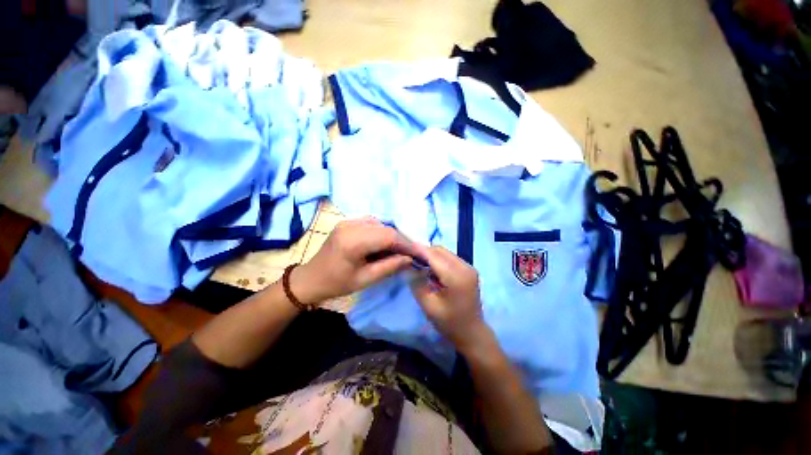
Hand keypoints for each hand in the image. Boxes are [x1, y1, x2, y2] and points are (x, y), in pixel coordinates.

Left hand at [290, 218, 418, 304]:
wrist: (311, 278)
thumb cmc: (337, 283)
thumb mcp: (365, 279)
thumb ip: (390, 267)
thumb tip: (410, 259)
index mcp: (353, 241)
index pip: (388, 236)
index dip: (406, 244)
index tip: (419, 253)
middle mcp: (351, 225)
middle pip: (386, 228)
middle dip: (401, 240)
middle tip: (411, 253)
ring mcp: (348, 221)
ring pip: (380, 223)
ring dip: (392, 236)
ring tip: (399, 250)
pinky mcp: (347, 222)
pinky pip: (372, 223)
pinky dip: (382, 232)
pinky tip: (384, 243)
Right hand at [410, 246, 490, 353]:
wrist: (472, 333)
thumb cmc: (450, 323)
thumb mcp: (429, 306)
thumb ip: (417, 283)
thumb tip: (409, 266)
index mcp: (456, 277)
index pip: (434, 256)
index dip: (418, 250)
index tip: (404, 247)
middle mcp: (465, 267)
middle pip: (440, 250)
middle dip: (424, 251)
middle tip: (409, 257)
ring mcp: (469, 267)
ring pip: (445, 252)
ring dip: (431, 255)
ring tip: (418, 263)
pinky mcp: (469, 270)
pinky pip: (450, 258)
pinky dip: (438, 259)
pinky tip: (431, 269)